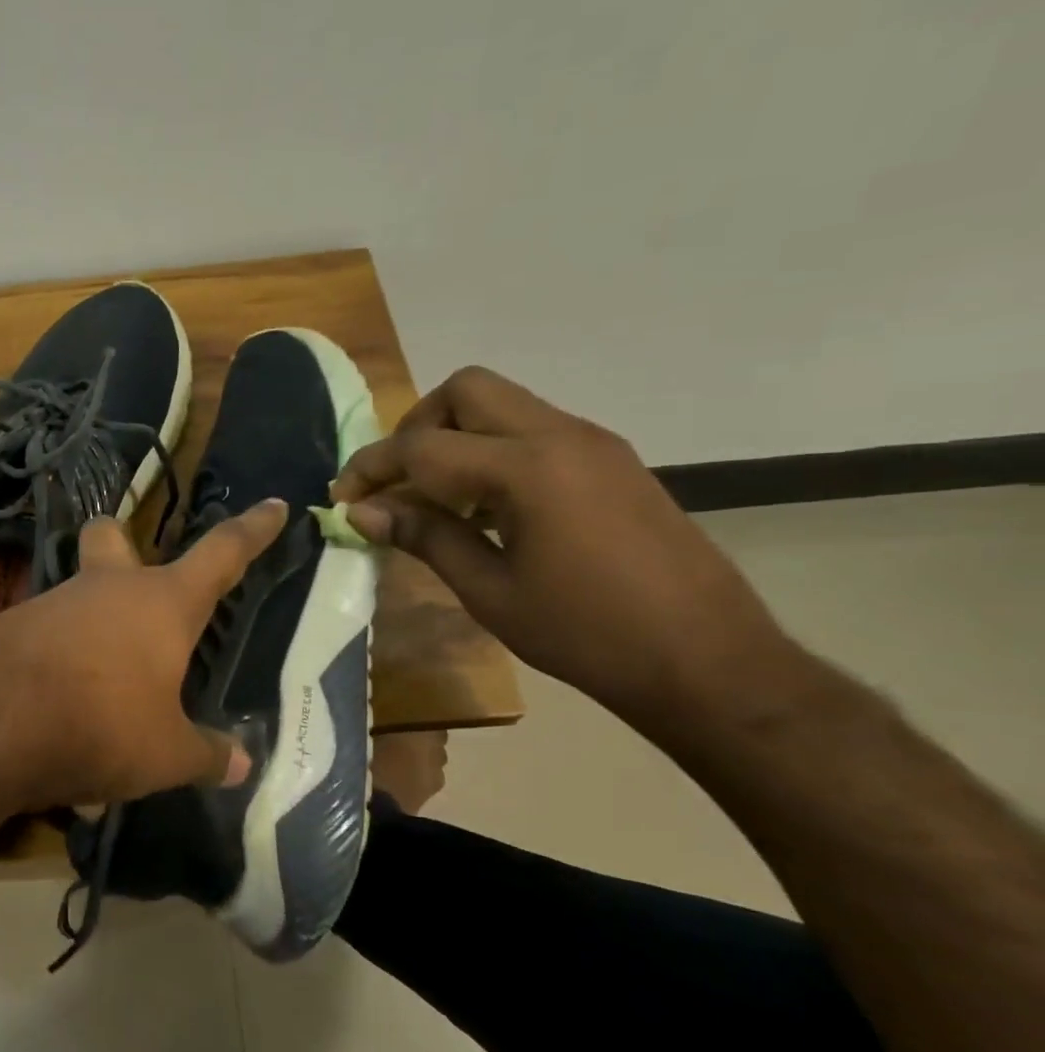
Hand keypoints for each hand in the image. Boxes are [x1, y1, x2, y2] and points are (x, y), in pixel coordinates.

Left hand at [0, 499, 289, 811]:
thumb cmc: (101, 722)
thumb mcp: (165, 753)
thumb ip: (205, 755)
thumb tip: (239, 764)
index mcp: (162, 604)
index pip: (222, 554)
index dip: (253, 530)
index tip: (274, 504)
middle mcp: (106, 589)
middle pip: (111, 537)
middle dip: (120, 542)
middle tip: (131, 575)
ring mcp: (52, 603)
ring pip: (74, 594)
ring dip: (88, 627)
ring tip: (97, 695)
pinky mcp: (9, 628)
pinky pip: (42, 639)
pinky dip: (54, 668)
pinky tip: (54, 717)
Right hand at [331, 367, 792, 730]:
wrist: (709, 661)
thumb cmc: (586, 634)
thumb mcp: (490, 592)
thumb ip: (424, 537)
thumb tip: (361, 513)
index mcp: (527, 469)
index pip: (423, 446)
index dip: (371, 468)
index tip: (342, 498)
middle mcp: (561, 436)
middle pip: (466, 390)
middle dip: (416, 427)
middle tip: (397, 482)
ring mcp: (593, 443)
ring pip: (503, 405)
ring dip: (456, 437)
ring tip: (437, 500)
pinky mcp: (612, 460)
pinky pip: (534, 430)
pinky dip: (493, 451)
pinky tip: (487, 508)